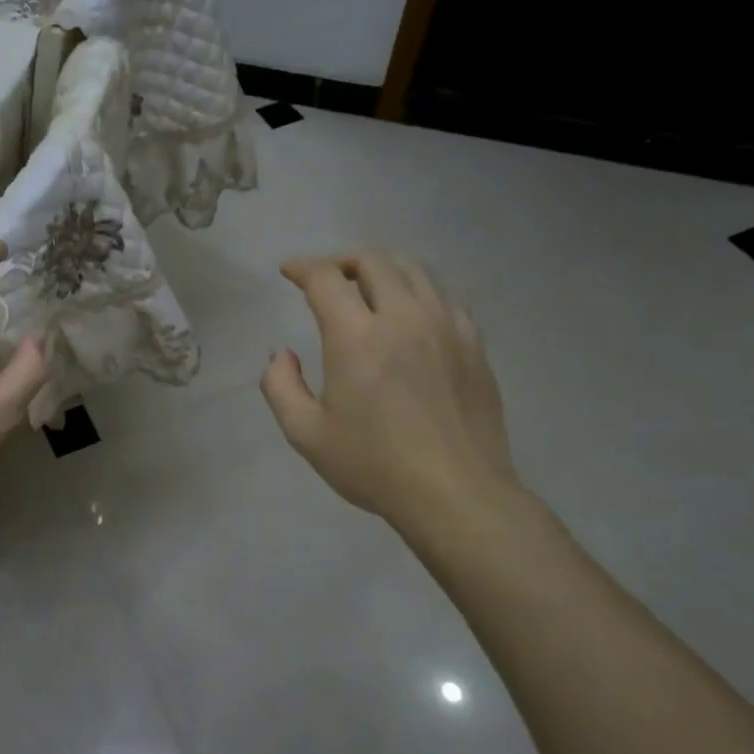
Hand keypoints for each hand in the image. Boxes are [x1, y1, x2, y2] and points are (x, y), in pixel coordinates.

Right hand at [261, 251, 518, 532]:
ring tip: (365, 287)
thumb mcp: (306, 433)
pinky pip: (442, 296)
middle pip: (373, 260)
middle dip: (341, 261)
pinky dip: (416, 291)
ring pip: (413, 270)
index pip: (326, 279)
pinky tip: (407, 315)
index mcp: (357, 338)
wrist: (456, 493)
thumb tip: (282, 355)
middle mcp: (404, 318)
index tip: (289, 271)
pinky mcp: (473, 342)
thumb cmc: (374, 465)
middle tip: (325, 278)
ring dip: (381, 268)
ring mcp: (446, 326)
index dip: (302, 267)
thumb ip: (280, 386)